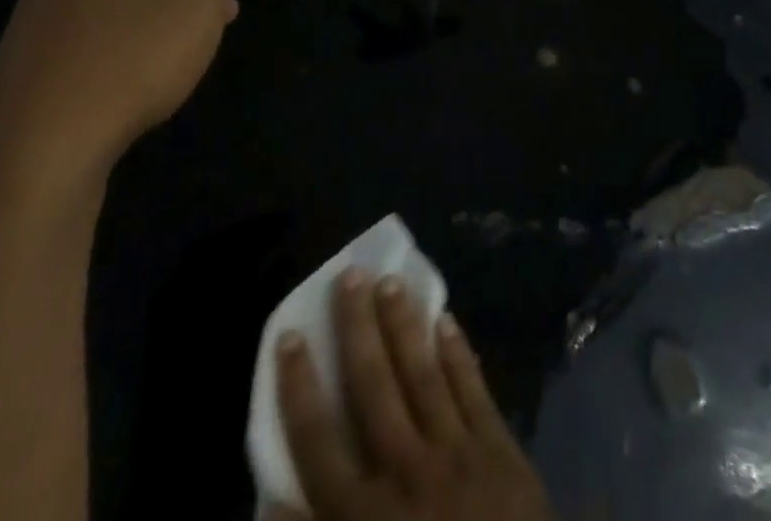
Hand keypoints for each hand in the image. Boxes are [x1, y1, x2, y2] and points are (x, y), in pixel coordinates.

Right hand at [274, 270, 555, 520]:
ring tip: (391, 281)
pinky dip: (458, 354)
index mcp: (366, 517)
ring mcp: (456, 453)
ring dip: (405, 326)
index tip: (289, 334)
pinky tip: (447, 320)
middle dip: (357, 329)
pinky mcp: (499, 450)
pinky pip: (473, 389)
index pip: (318, 442)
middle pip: (373, 386)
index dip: (299, 388)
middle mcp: (406, 472)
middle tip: (349, 275)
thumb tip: (271, 504)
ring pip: (423, 373)